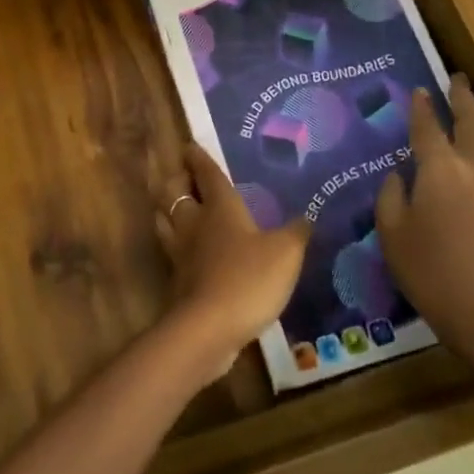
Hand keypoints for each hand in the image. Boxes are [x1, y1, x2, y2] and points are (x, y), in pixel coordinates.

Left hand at [150, 144, 307, 376]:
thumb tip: (307, 216)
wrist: (208, 328)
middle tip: (183, 176)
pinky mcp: (177, 280)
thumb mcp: (285, 253)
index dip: (199, 159)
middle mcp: (194, 223)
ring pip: (166, 219)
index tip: (189, 145)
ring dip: (168, 209)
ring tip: (176, 207)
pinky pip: (172, 250)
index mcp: (219, 208)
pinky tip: (187, 251)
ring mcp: (180, 252)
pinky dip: (175, 243)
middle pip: (175, 192)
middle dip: (177, 181)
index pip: (207, 174)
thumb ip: (296, 233)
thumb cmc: (248, 279)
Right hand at [374, 76, 473, 375]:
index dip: (421, 106)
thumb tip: (400, 176)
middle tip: (457, 80)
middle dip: (463, 97)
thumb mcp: (392, 234)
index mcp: (440, 168)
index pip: (427, 126)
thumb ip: (392, 196)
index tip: (419, 91)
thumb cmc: (433, 274)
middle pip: (473, 119)